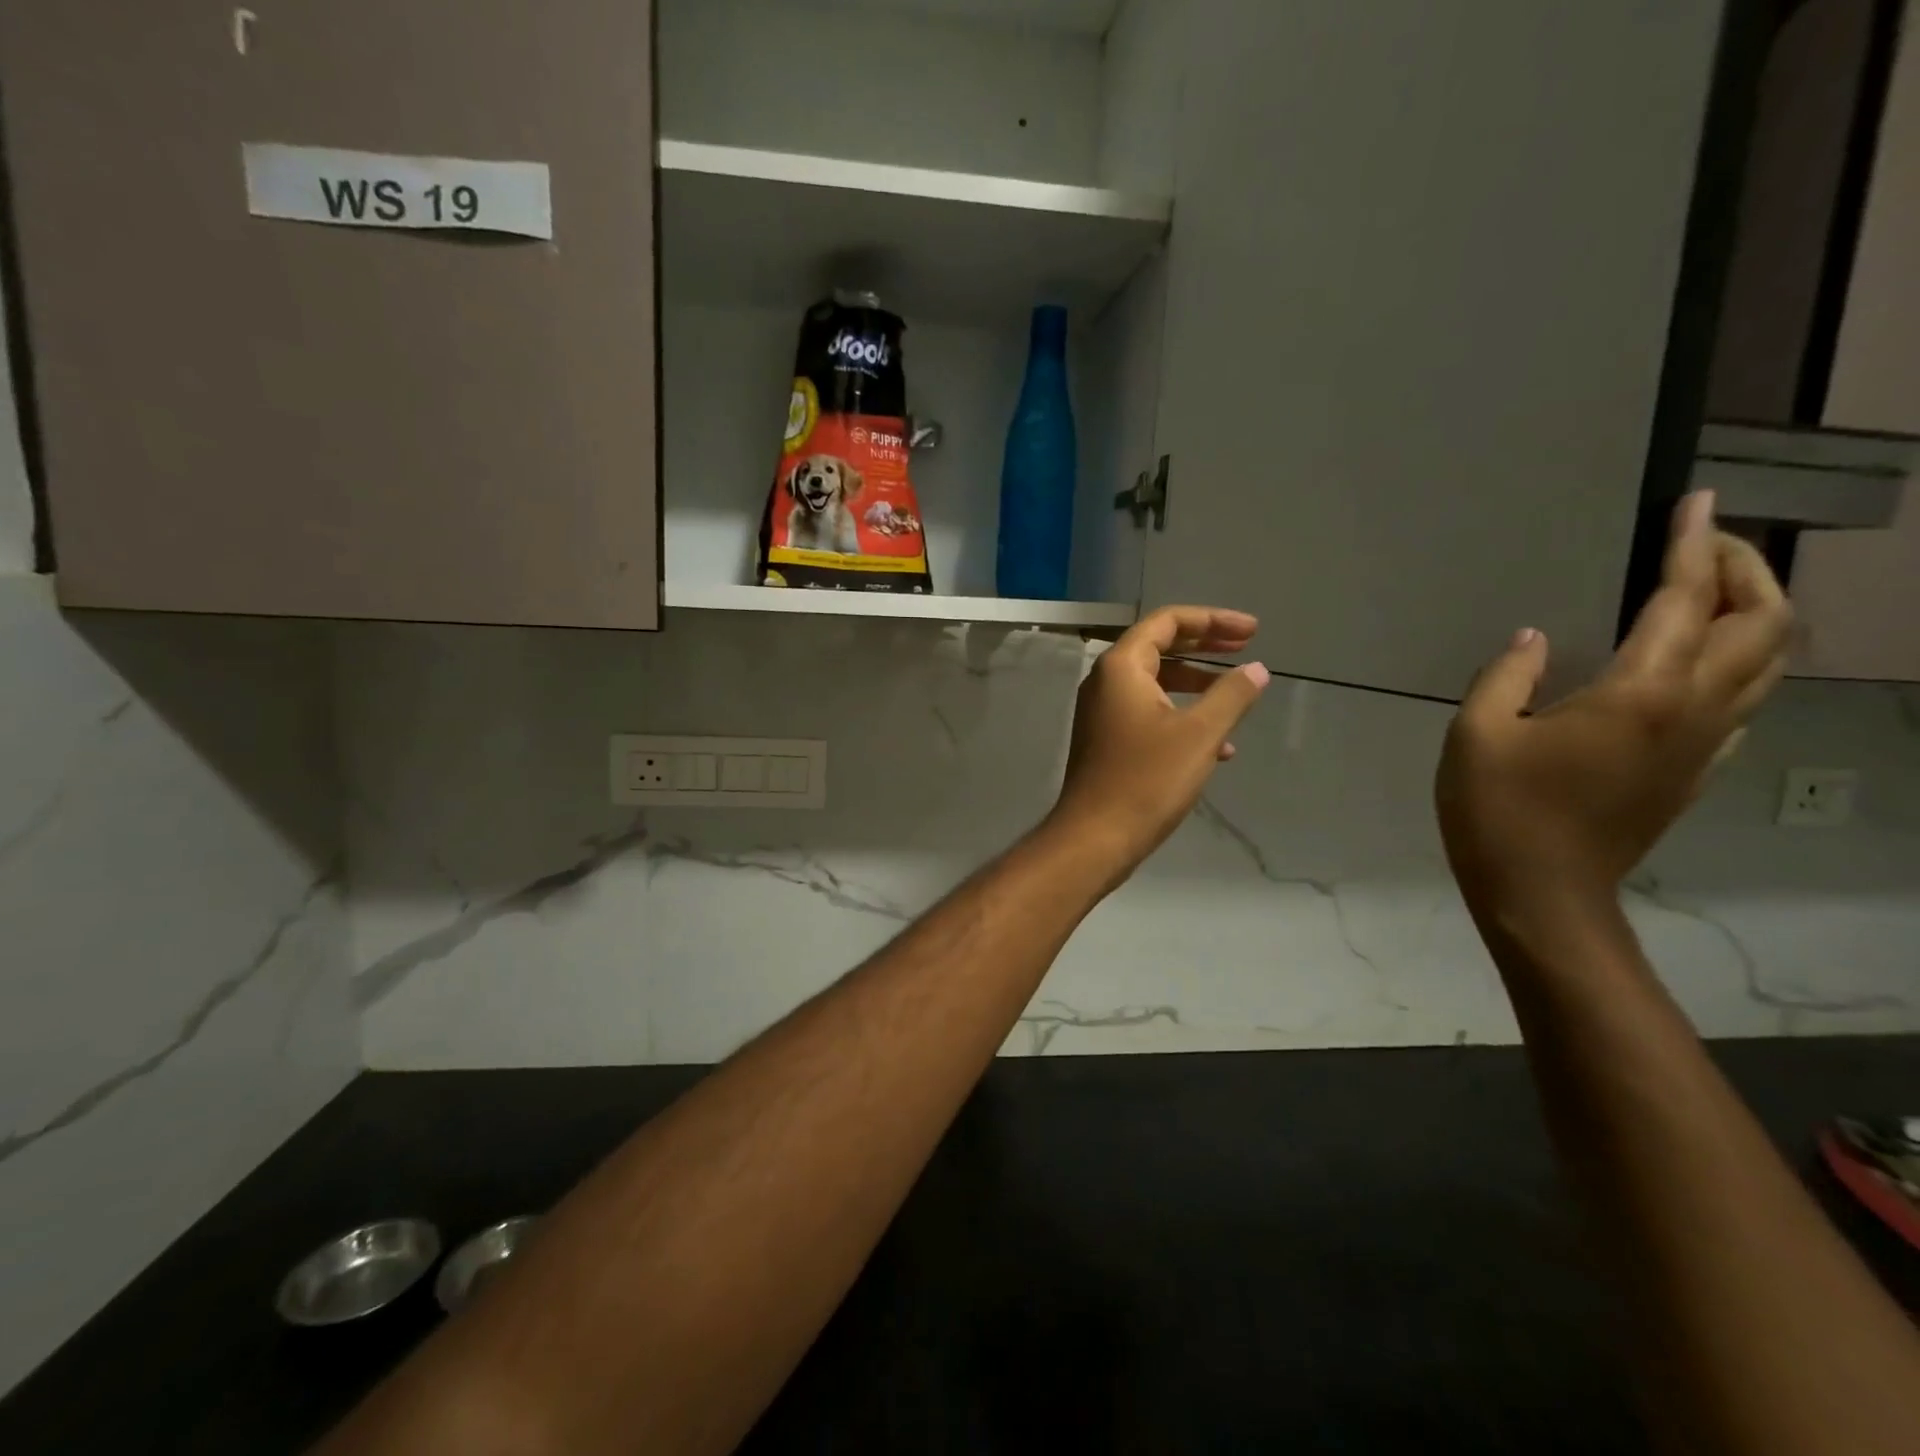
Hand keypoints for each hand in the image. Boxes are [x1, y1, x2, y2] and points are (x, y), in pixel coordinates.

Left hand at [1047, 605, 1270, 873]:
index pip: (1167, 622)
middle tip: (1247, 648)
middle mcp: (1106, 682)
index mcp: (1121, 667)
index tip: (1252, 631)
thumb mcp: (1199, 733)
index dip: (1212, 620)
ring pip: (1156, 684)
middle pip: (1160, 647)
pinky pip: (1150, 714)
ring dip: (1197, 685)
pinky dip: (1182, 718)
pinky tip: (1219, 747)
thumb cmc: (1147, 779)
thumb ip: (1231, 695)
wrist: (1096, 837)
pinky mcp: (1108, 741)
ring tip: (1238, 696)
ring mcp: (1103, 713)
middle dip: (1206, 646)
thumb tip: (1256, 669)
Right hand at [1436, 491, 1791, 921]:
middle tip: (1705, 542)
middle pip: (1762, 624)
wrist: (1542, 892)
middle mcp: (1692, 710)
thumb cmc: (1499, 810)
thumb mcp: (1476, 734)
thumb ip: (1505, 675)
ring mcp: (1704, 745)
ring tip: (1713, 590)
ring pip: (1767, 664)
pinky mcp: (1696, 773)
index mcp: (1638, 693)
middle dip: (1744, 570)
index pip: (1685, 601)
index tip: (1696, 502)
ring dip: (1755, 614)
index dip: (1691, 546)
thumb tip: (1536, 638)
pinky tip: (1699, 663)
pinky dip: (1739, 663)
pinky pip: (1744, 702)